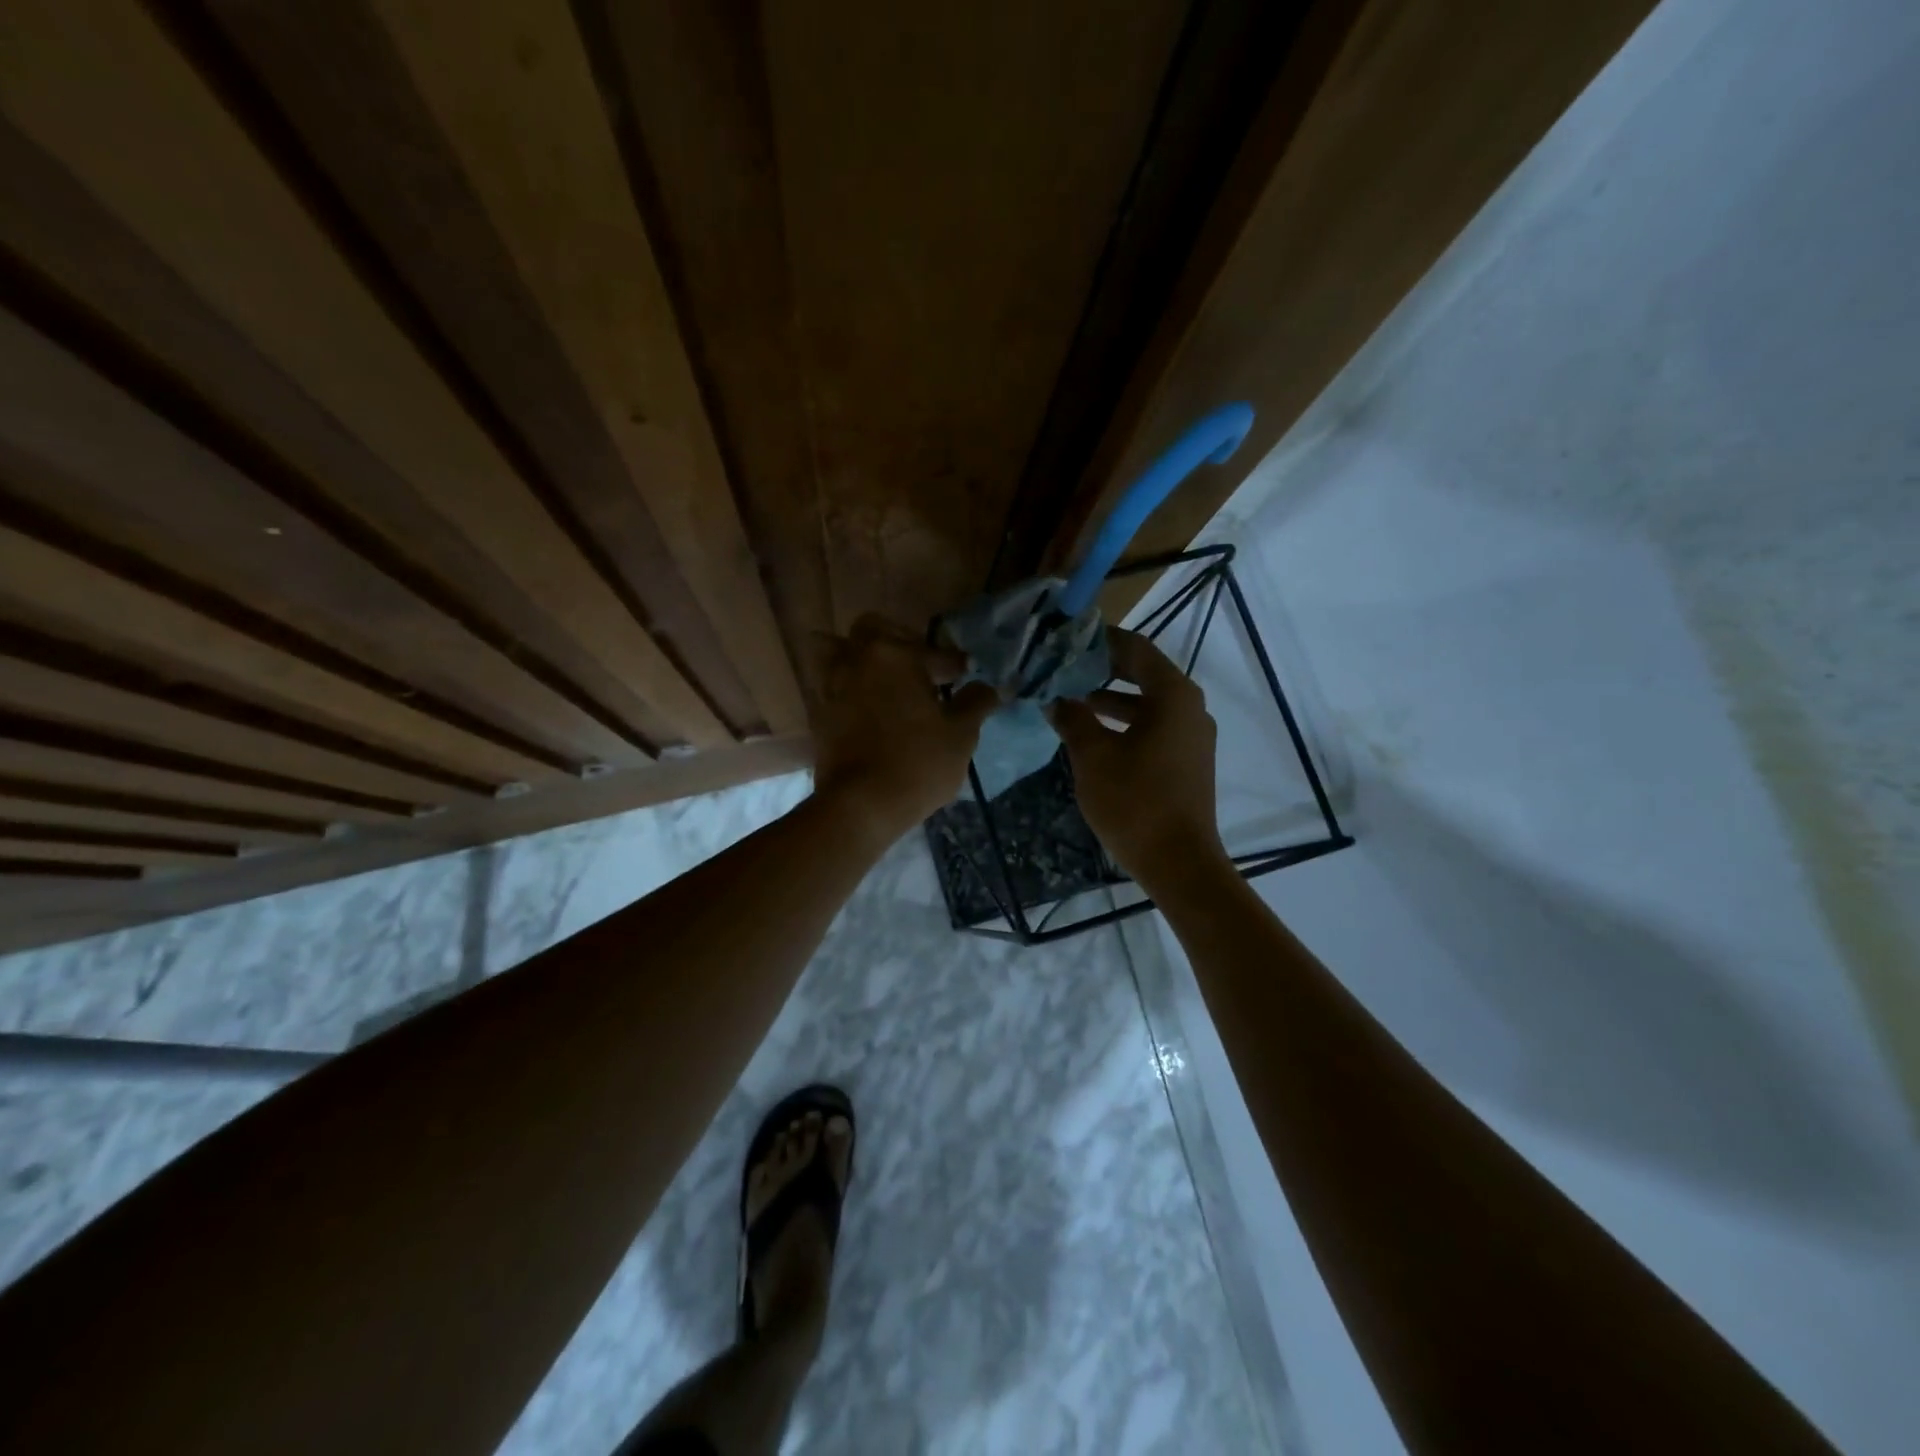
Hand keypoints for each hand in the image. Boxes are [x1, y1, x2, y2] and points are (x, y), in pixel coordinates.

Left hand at [811, 615, 999, 847]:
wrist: (861, 804)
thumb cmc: (918, 763)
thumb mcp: (961, 734)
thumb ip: (976, 702)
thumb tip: (988, 687)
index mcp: (896, 654)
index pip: (934, 652)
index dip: (955, 664)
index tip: (965, 675)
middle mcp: (859, 658)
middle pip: (875, 629)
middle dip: (901, 641)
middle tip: (921, 667)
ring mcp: (832, 683)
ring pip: (838, 649)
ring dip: (860, 656)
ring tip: (883, 678)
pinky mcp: (819, 711)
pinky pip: (829, 682)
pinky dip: (846, 684)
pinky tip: (867, 704)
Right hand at [1049, 629, 1227, 882]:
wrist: (1179, 863)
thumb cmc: (1135, 802)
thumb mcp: (1093, 756)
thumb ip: (1073, 719)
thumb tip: (1056, 699)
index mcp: (1173, 696)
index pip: (1136, 649)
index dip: (1102, 640)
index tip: (1068, 638)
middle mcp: (1190, 708)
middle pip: (1144, 674)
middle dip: (1103, 669)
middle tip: (1065, 666)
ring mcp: (1192, 736)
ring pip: (1148, 703)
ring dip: (1111, 699)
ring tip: (1071, 699)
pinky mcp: (1187, 761)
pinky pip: (1154, 727)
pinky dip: (1125, 723)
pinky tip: (1093, 734)